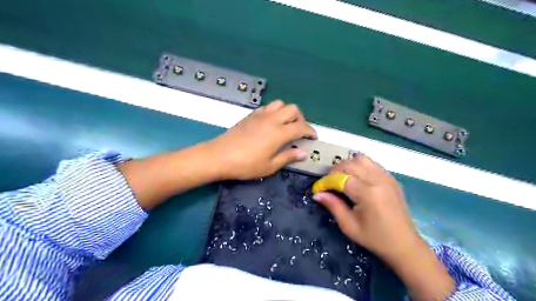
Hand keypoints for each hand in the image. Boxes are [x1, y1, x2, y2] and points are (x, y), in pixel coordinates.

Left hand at [208, 100, 316, 180]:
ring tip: (286, 125)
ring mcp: (260, 115)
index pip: (301, 127)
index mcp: (279, 133)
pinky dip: (275, 111)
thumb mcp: (269, 166)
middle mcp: (272, 120)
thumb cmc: (246, 165)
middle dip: (301, 118)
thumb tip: (302, 153)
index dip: (310, 131)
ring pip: (280, 104)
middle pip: (293, 109)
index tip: (313, 137)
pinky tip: (271, 123)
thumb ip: (288, 157)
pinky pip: (267, 107)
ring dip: (287, 112)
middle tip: (300, 131)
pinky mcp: (250, 115)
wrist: (219, 156)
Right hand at [313, 154, 453, 299]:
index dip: (326, 182)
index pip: (341, 178)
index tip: (318, 189)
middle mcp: (378, 180)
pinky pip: (372, 163)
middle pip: (350, 164)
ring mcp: (387, 177)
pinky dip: (360, 166)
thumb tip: (317, 194)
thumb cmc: (375, 238)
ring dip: (347, 165)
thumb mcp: (349, 226)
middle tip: (328, 183)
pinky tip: (356, 177)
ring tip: (341, 177)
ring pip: (362, 159)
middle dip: (335, 171)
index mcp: (368, 194)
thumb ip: (333, 206)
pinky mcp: (392, 178)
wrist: (404, 244)